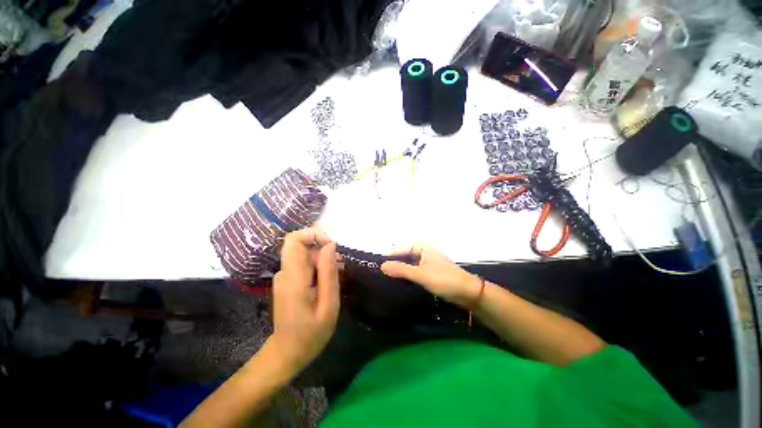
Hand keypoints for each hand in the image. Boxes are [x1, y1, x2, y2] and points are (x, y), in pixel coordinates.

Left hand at [270, 228, 339, 372]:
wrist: (288, 353)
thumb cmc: (311, 333)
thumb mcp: (328, 304)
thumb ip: (328, 273)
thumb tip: (330, 245)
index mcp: (294, 277)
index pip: (294, 240)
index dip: (314, 234)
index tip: (332, 246)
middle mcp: (285, 272)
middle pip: (301, 245)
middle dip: (323, 249)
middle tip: (339, 266)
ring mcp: (284, 276)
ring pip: (304, 254)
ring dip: (322, 259)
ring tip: (336, 275)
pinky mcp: (287, 280)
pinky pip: (303, 263)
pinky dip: (318, 266)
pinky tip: (327, 282)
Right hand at [381, 244, 481, 306]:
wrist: (467, 292)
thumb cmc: (443, 279)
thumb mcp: (420, 274)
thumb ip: (401, 269)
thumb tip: (382, 266)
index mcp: (421, 246)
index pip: (399, 249)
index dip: (389, 257)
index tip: (377, 267)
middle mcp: (423, 251)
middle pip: (403, 256)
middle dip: (394, 264)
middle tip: (380, 275)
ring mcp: (426, 261)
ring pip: (408, 264)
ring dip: (400, 271)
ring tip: (386, 280)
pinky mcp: (429, 271)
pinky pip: (414, 271)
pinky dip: (407, 275)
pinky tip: (400, 283)